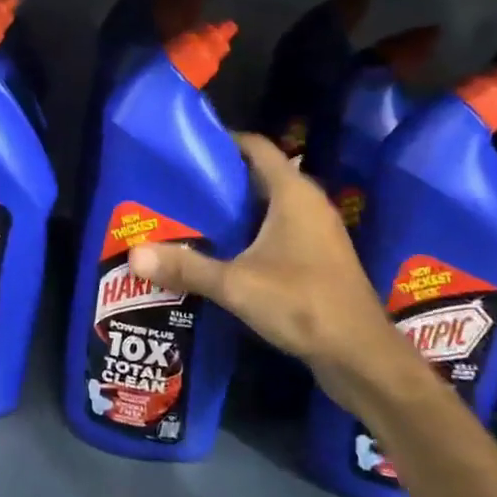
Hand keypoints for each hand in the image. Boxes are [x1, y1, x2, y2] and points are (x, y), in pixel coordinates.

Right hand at [127, 133, 412, 402]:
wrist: (361, 356)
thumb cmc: (303, 304)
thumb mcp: (236, 285)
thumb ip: (186, 267)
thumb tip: (134, 255)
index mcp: (293, 194)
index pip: (256, 147)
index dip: (223, 140)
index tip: (187, 147)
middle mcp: (309, 204)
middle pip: (260, 175)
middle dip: (221, 177)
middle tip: (179, 184)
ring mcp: (318, 232)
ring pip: (270, 205)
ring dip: (236, 208)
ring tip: (192, 215)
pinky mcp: (319, 258)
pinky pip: (279, 230)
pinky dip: (251, 232)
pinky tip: (223, 251)